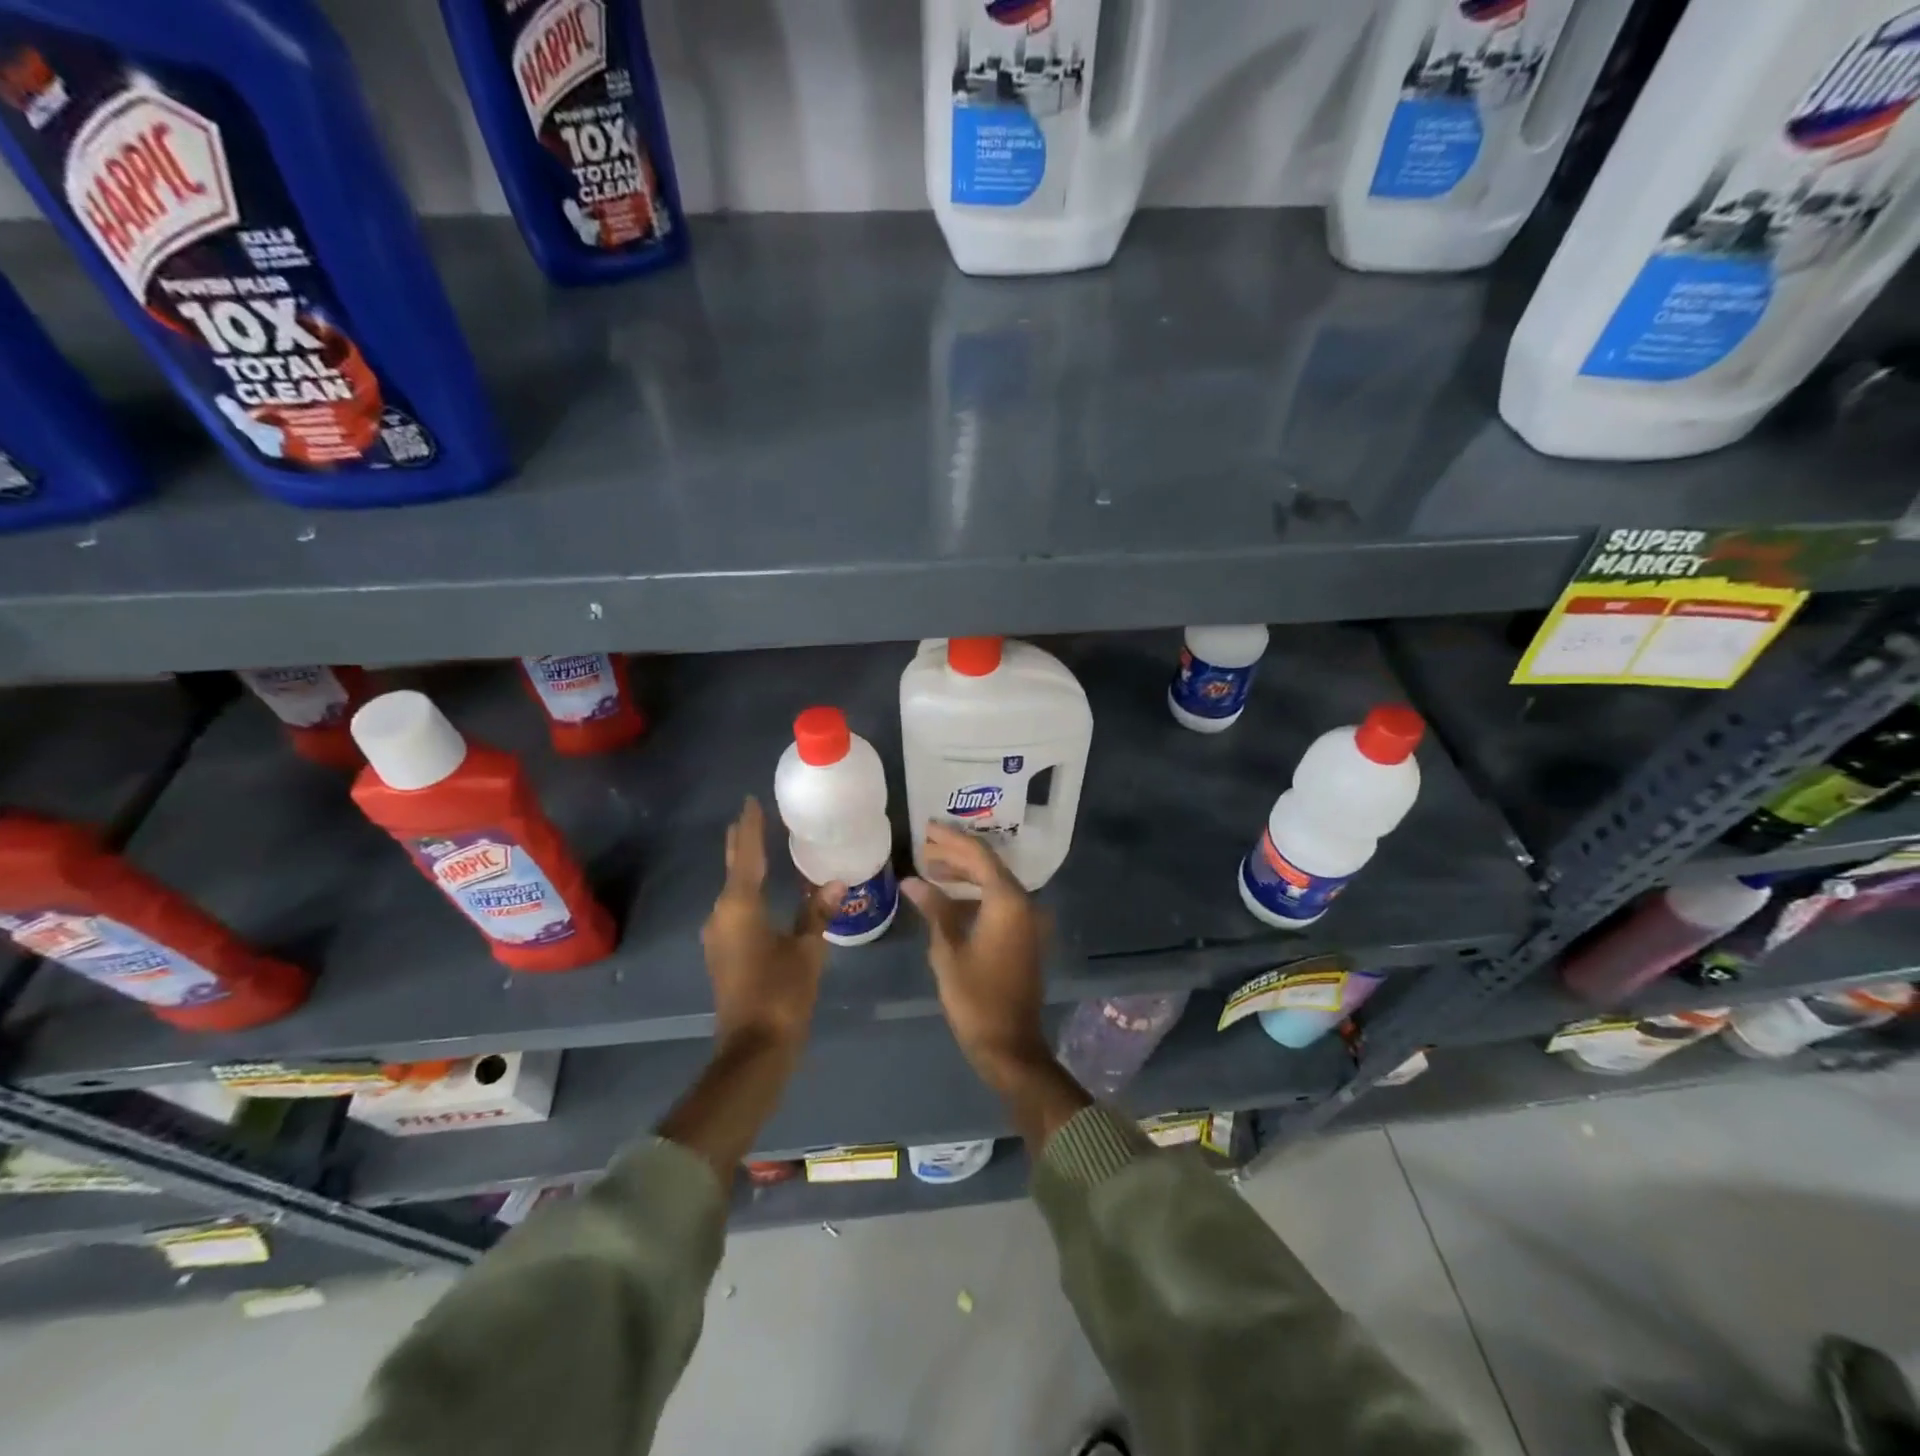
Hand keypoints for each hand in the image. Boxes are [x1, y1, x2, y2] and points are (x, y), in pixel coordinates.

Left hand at [700, 797, 843, 1053]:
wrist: (753, 1048)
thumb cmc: (782, 993)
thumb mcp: (807, 950)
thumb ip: (818, 913)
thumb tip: (837, 882)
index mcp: (740, 907)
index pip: (746, 855)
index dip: (750, 828)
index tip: (751, 802)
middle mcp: (722, 915)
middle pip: (733, 869)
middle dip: (741, 843)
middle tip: (751, 816)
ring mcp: (719, 936)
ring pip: (733, 890)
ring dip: (745, 868)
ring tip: (759, 846)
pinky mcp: (724, 953)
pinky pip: (735, 909)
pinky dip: (747, 891)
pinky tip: (760, 890)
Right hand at [901, 823, 1053, 1095]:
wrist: (1010, 1044)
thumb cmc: (975, 998)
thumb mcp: (948, 950)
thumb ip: (934, 909)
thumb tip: (913, 881)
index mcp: (1008, 901)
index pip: (978, 855)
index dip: (951, 839)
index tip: (926, 828)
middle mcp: (1024, 903)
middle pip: (988, 866)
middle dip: (956, 854)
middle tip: (923, 847)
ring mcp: (1027, 920)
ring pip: (994, 883)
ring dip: (964, 874)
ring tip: (930, 869)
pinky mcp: (1024, 936)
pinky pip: (999, 902)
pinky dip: (975, 894)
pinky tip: (949, 898)